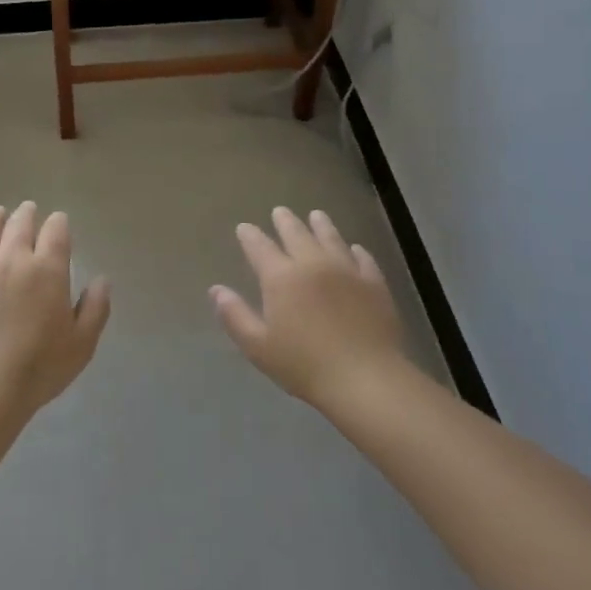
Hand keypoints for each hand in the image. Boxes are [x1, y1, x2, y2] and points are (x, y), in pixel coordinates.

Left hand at [0, 202, 111, 415]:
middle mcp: (13, 258)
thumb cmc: (39, 367)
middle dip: (27, 214)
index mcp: (48, 268)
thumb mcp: (82, 343)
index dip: (59, 223)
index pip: (56, 229)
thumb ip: (96, 308)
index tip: (59, 224)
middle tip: (28, 211)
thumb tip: (102, 280)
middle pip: (20, 222)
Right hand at [212, 208, 406, 409]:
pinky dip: (356, 250)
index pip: (260, 247)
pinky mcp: (374, 283)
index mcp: (281, 277)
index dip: (250, 236)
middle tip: (280, 211)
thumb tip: (216, 290)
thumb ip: (235, 316)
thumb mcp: (258, 347)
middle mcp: (312, 264)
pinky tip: (355, 249)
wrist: (365, 378)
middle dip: (285, 221)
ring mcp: (346, 270)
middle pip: (296, 234)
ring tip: (316, 215)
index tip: (244, 227)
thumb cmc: (304, 365)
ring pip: (331, 238)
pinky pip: (363, 258)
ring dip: (321, 225)